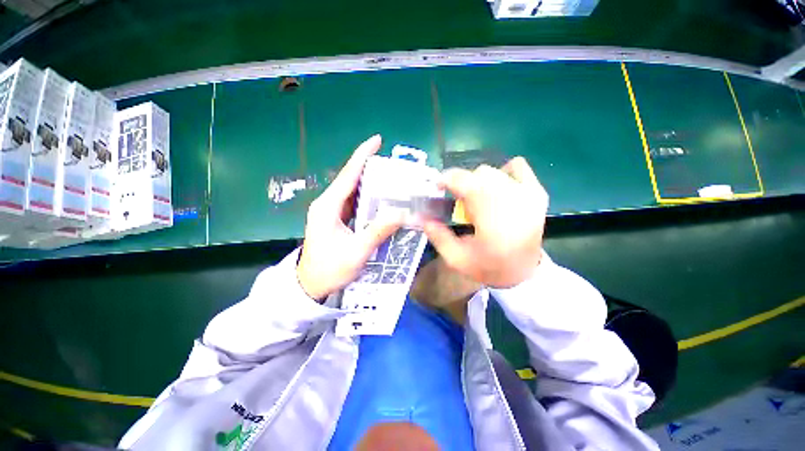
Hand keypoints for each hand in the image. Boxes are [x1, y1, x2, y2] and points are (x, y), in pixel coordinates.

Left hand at [297, 135, 403, 300]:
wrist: (309, 285)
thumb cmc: (329, 269)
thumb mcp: (356, 252)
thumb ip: (377, 232)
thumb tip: (400, 214)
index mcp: (328, 206)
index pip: (348, 175)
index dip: (362, 156)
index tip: (376, 140)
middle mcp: (327, 204)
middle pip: (350, 179)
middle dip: (370, 168)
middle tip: (393, 164)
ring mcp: (330, 211)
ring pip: (352, 190)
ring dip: (370, 183)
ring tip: (392, 178)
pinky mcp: (335, 219)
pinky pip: (353, 202)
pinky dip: (367, 197)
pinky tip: (381, 199)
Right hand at [421, 157, 547, 287]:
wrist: (524, 273)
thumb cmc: (489, 267)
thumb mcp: (456, 259)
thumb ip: (438, 236)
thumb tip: (424, 217)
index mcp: (491, 218)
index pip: (465, 181)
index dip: (447, 179)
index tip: (438, 187)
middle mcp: (512, 200)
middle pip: (477, 174)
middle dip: (461, 184)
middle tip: (457, 201)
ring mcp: (528, 194)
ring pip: (493, 171)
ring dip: (478, 182)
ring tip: (476, 200)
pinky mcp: (537, 192)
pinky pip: (517, 166)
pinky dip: (502, 172)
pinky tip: (497, 189)